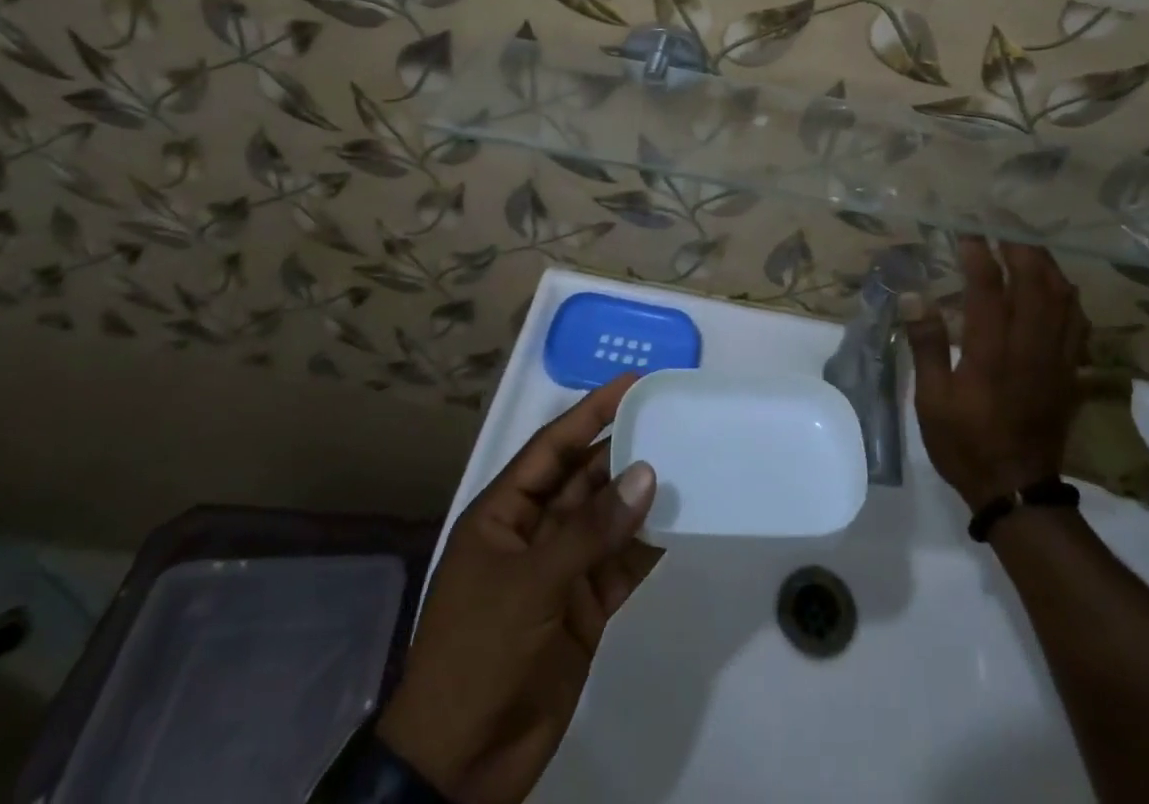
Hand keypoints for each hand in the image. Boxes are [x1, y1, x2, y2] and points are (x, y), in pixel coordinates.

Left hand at [377, 374, 662, 803]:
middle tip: (673, 419)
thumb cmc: (477, 655)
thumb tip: (646, 473)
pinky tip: (681, 521)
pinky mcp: (584, 608)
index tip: (633, 383)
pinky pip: (621, 563)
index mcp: (503, 514)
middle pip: (584, 478)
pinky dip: (648, 543)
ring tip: (688, 462)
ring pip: (607, 518)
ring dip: (641, 496)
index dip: (590, 412)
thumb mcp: (529, 585)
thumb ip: (590, 530)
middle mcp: (533, 533)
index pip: (552, 447)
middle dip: (624, 450)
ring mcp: (560, 571)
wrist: (460, 768)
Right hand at [906, 238, 1089, 509]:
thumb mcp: (932, 401)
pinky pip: (1078, 323)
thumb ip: (927, 345)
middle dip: (1020, 247)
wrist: (1018, 491)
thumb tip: (914, 295)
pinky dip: (1068, 296)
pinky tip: (1056, 287)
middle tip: (1001, 227)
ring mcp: (1056, 359)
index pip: (989, 288)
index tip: (965, 232)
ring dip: (1046, 266)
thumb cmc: (966, 444)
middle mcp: (1029, 348)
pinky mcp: (1070, 371)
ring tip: (1027, 247)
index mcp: (992, 353)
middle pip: (1036, 283)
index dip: (979, 254)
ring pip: (1063, 299)